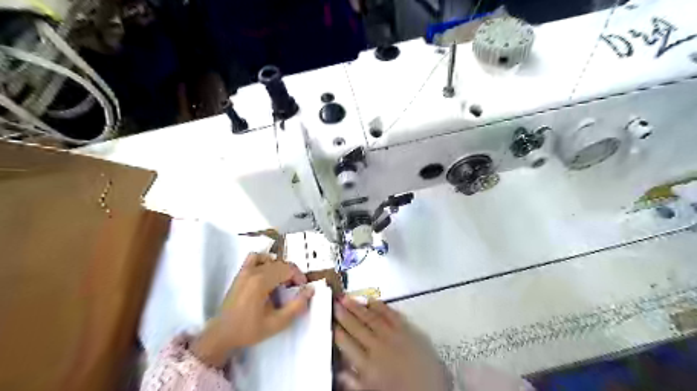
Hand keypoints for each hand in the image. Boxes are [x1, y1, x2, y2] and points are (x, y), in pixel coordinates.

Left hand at [189, 252, 312, 367]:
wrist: (221, 335)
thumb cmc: (250, 330)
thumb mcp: (277, 323)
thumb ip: (296, 306)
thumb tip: (310, 290)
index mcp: (262, 282)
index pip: (288, 269)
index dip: (299, 277)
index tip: (302, 289)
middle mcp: (254, 272)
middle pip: (281, 264)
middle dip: (292, 274)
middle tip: (294, 290)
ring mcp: (245, 271)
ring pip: (271, 260)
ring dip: (280, 268)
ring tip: (282, 283)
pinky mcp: (240, 273)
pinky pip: (255, 257)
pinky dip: (264, 260)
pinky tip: (267, 272)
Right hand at [334, 296, 452, 390]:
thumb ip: (354, 382)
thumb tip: (338, 371)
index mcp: (368, 366)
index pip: (346, 344)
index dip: (337, 330)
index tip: (330, 321)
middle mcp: (378, 347)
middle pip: (356, 327)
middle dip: (343, 314)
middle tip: (334, 302)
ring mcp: (394, 336)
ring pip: (370, 318)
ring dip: (357, 306)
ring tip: (346, 297)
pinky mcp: (408, 330)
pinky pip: (391, 314)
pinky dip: (381, 306)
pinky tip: (371, 300)